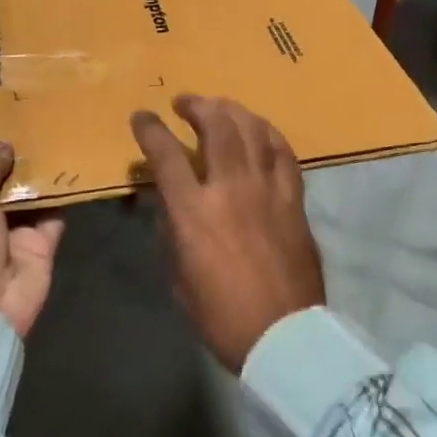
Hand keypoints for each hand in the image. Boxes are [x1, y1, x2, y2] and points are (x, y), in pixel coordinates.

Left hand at [0, 141, 65, 338]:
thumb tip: (3, 143)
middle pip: (4, 186)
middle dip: (16, 162)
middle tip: (34, 124)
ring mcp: (14, 235)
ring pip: (31, 198)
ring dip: (41, 176)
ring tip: (57, 137)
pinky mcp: (41, 245)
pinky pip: (55, 215)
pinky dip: (63, 197)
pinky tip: (73, 168)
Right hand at [130, 95, 324, 371]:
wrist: (284, 334)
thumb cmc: (221, 315)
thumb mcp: (178, 276)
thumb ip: (172, 230)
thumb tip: (170, 201)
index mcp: (194, 211)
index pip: (166, 154)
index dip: (150, 129)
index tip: (142, 116)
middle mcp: (231, 188)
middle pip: (216, 126)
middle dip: (197, 106)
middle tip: (185, 102)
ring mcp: (268, 189)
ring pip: (252, 130)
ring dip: (232, 111)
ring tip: (220, 107)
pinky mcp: (294, 198)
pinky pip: (283, 152)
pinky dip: (268, 134)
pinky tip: (260, 130)